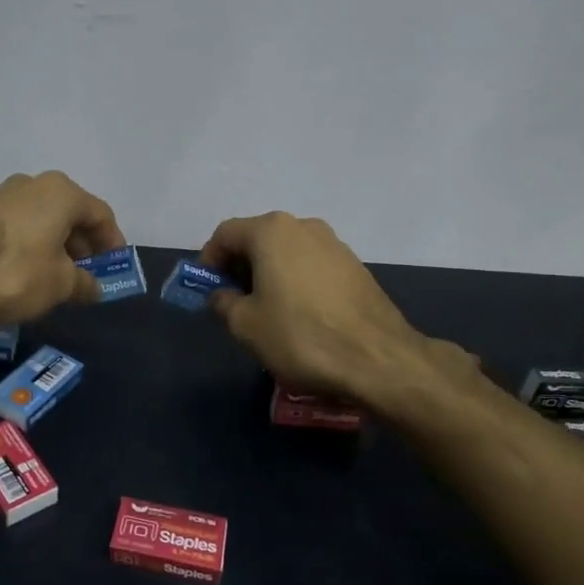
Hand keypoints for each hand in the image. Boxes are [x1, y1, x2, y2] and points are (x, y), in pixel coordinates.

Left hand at [0, 172, 125, 322]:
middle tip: (87, 274)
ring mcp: (3, 195)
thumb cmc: (16, 274)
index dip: (112, 243)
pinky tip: (30, 271)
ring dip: (58, 245)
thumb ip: (84, 284)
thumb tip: (95, 288)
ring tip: (59, 277)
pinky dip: (33, 244)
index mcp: (62, 192)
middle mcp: (34, 184)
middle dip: (83, 245)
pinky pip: (21, 225)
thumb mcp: (60, 285)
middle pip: (71, 213)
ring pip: (44, 219)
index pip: (100, 215)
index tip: (115, 268)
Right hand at [199, 212, 467, 412]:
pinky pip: (311, 265)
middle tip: (232, 301)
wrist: (378, 358)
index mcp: (271, 231)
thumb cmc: (301, 336)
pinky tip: (298, 314)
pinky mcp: (355, 266)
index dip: (209, 260)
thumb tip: (222, 296)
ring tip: (265, 310)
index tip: (206, 289)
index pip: (225, 234)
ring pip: (286, 251)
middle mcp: (303, 226)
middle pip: (257, 238)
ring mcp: (334, 244)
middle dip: (239, 266)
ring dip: (268, 273)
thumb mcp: (246, 325)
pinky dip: (295, 280)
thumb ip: (224, 303)